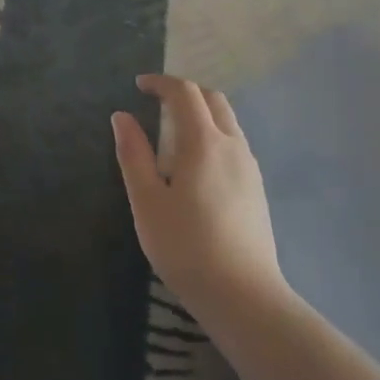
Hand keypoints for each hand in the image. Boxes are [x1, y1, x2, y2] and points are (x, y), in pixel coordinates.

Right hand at [112, 74, 285, 319]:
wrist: (244, 297)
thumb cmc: (186, 247)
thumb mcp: (147, 201)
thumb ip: (133, 154)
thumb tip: (122, 117)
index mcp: (204, 141)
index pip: (185, 93)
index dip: (161, 82)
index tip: (139, 85)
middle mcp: (232, 145)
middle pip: (213, 99)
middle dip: (184, 92)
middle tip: (156, 102)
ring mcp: (249, 167)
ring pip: (228, 121)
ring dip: (201, 112)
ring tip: (173, 131)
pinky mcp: (257, 189)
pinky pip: (234, 143)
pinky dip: (214, 133)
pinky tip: (197, 163)